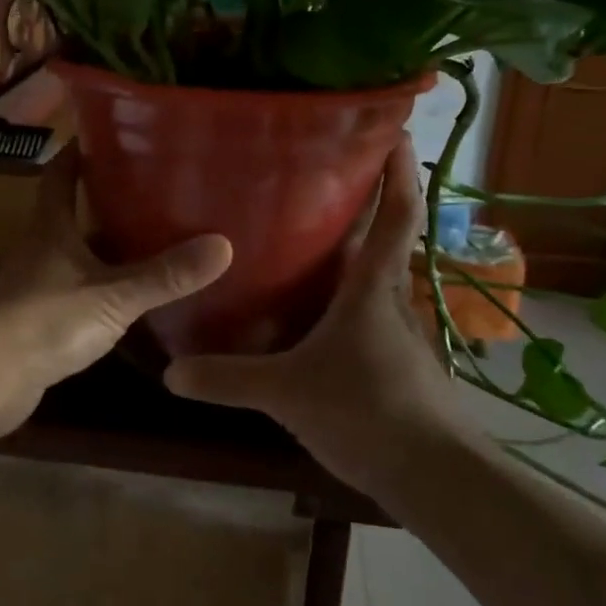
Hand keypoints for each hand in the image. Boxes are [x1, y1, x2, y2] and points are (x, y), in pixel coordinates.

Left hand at [0, 145, 231, 439]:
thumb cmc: (42, 321)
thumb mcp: (112, 296)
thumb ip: (164, 275)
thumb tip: (224, 245)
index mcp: (51, 228)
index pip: (61, 174)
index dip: (79, 152)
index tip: (109, 135)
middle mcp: (40, 250)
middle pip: (72, 215)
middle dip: (106, 202)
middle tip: (156, 192)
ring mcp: (36, 288)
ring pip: (76, 257)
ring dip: (106, 250)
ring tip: (154, 243)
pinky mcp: (37, 323)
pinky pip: (77, 295)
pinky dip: (102, 290)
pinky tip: (130, 300)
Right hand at [164, 136, 469, 495]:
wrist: (435, 477)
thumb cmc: (367, 411)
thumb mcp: (287, 393)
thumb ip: (228, 379)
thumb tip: (170, 371)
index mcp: (372, 286)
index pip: (397, 212)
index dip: (399, 168)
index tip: (393, 128)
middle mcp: (391, 298)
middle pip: (385, 236)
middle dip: (363, 200)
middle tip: (319, 173)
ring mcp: (399, 331)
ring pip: (375, 276)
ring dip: (353, 250)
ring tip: (307, 234)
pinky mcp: (398, 361)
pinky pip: (368, 312)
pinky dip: (346, 297)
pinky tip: (315, 312)